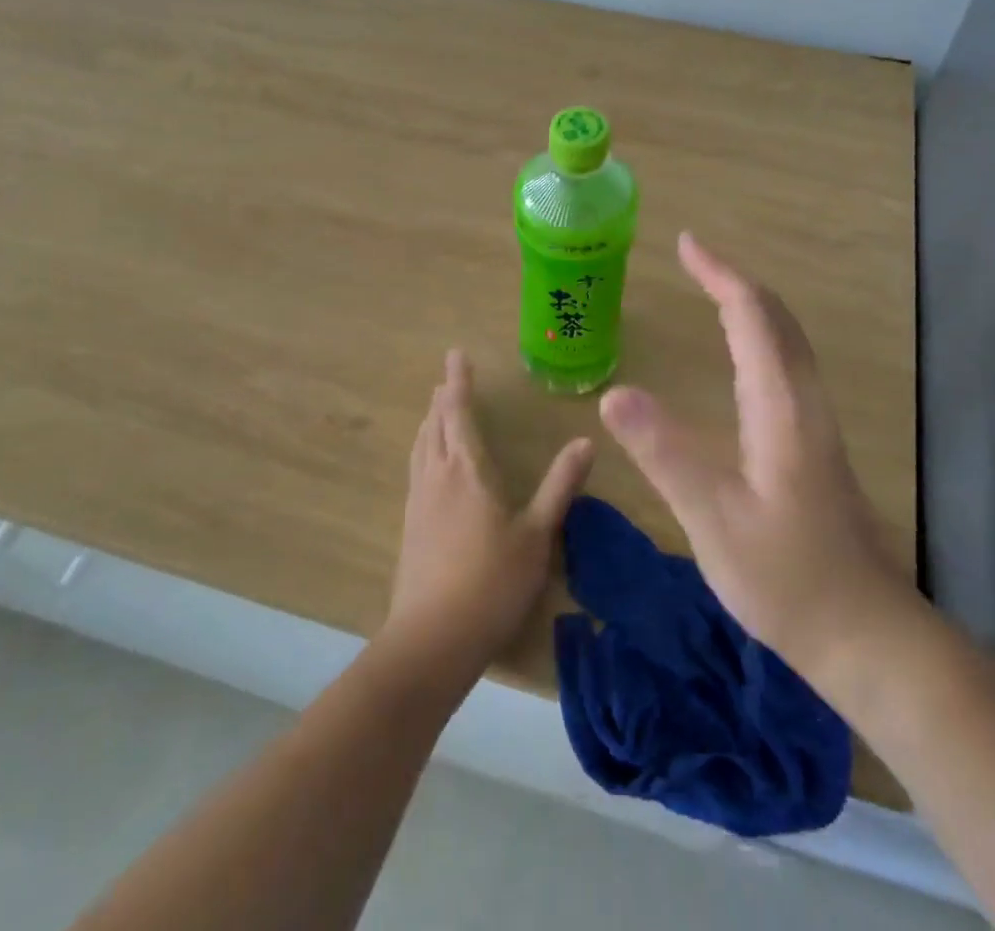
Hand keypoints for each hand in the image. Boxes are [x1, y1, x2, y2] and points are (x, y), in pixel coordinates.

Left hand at [384, 349, 593, 674]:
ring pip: (421, 446)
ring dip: (430, 421)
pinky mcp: (410, 525)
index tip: (456, 354)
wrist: (432, 639)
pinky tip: (428, 464)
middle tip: (449, 378)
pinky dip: (424, 448)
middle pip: (435, 424)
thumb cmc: (492, 582)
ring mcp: (419, 501)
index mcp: (468, 470)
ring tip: (436, 410)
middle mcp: (438, 476)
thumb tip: (585, 442)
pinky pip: (416, 468)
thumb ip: (560, 486)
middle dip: (443, 398)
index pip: (459, 412)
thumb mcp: (537, 533)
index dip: (459, 382)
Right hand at [598, 233, 911, 678]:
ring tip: (712, 291)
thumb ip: (665, 454)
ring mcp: (816, 421)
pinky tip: (743, 356)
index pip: (752, 317)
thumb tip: (613, 392)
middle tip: (693, 258)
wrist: (864, 631)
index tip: (686, 244)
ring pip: (787, 340)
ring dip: (751, 305)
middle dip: (734, 280)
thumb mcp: (714, 520)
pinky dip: (760, 335)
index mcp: (781, 406)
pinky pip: (787, 364)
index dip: (719, 274)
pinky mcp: (816, 443)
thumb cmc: (787, 578)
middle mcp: (804, 401)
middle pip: (777, 318)